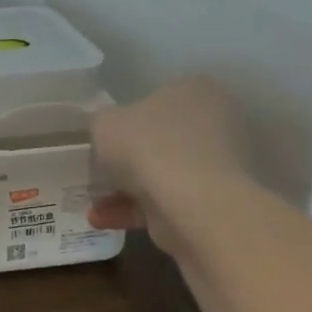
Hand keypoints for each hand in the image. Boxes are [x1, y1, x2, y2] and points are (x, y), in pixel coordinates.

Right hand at [87, 78, 251, 251]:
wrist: (192, 205)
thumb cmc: (148, 146)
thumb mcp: (104, 122)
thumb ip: (101, 123)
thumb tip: (106, 131)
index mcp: (197, 91)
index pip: (157, 100)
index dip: (126, 121)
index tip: (104, 140)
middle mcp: (217, 124)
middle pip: (159, 140)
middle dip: (126, 161)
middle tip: (97, 173)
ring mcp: (218, 167)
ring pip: (161, 175)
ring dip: (124, 190)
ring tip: (93, 204)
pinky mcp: (213, 203)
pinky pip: (166, 202)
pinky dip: (134, 211)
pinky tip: (103, 220)